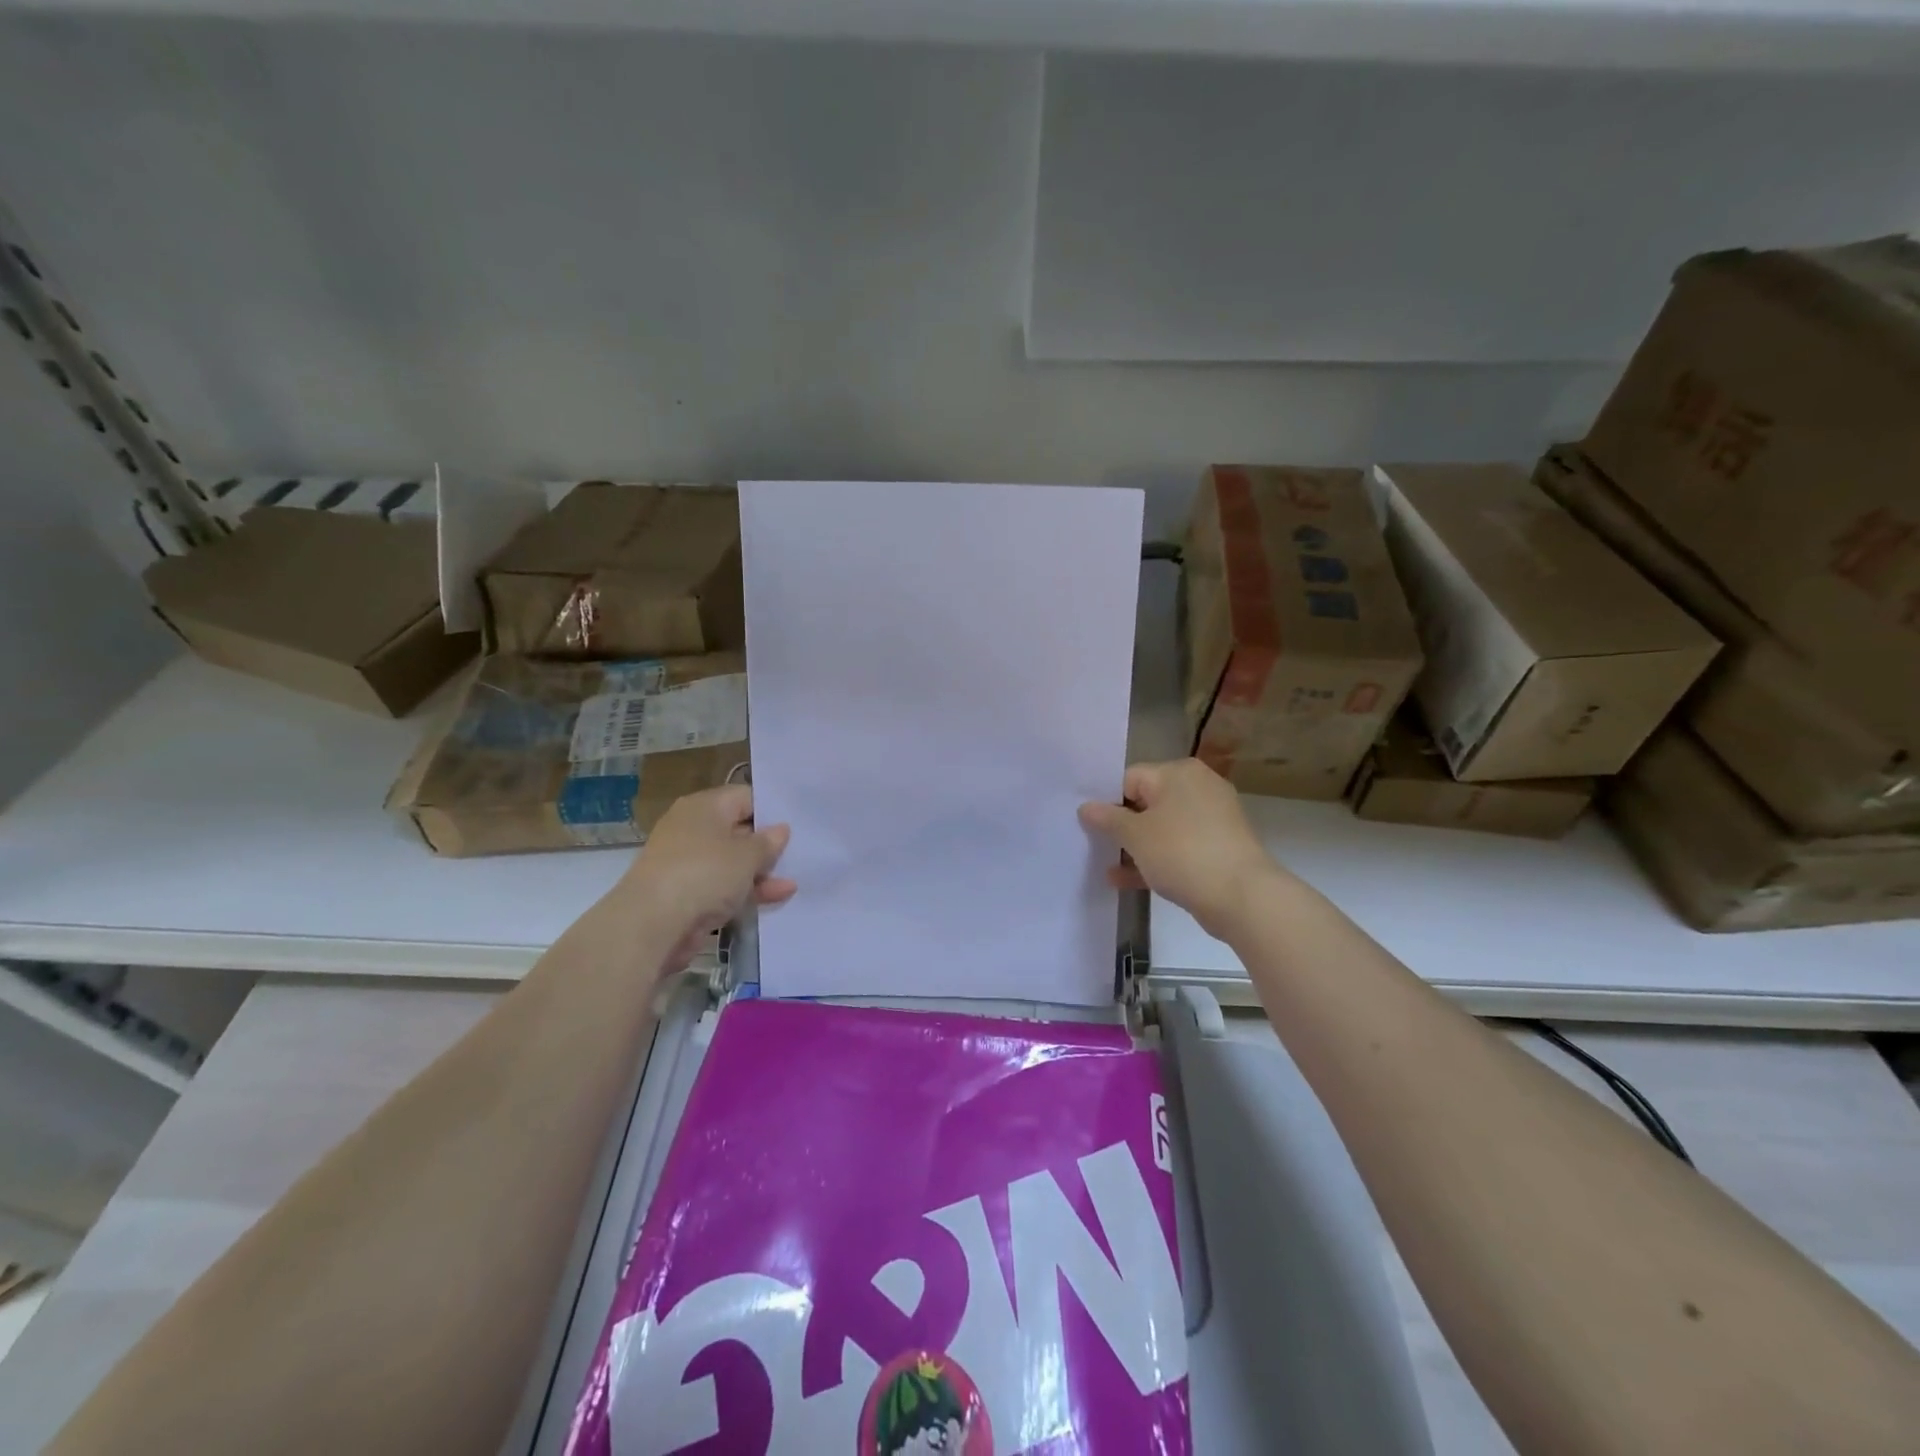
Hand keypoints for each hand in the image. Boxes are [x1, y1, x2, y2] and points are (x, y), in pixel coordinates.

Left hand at [621, 785, 795, 974]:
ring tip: (795, 879)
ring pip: (732, 861)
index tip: (798, 824)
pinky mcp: (687, 893)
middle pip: (739, 830)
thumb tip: (781, 829)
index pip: (745, 797)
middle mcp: (693, 829)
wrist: (652, 924)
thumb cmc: (704, 874)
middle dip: (768, 844)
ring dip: (761, 871)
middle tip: (802, 851)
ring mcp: (689, 863)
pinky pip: (724, 885)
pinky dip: (747, 890)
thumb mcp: (747, 855)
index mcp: (704, 807)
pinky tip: (779, 896)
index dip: (772, 809)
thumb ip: (768, 842)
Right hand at [1079, 759, 1284, 937]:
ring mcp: (1212, 818)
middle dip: (1121, 825)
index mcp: (1178, 773)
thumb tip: (1085, 807)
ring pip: (1162, 827)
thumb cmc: (1182, 853)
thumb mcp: (1135, 836)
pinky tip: (1126, 880)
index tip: (1090, 825)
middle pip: (1147, 801)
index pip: (1130, 778)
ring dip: (1136, 846)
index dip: (1107, 801)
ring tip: (1107, 866)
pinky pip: (1178, 847)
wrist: (1242, 896)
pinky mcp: (1219, 847)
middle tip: (1095, 844)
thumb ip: (1107, 819)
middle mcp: (1198, 787)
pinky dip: (1156, 859)